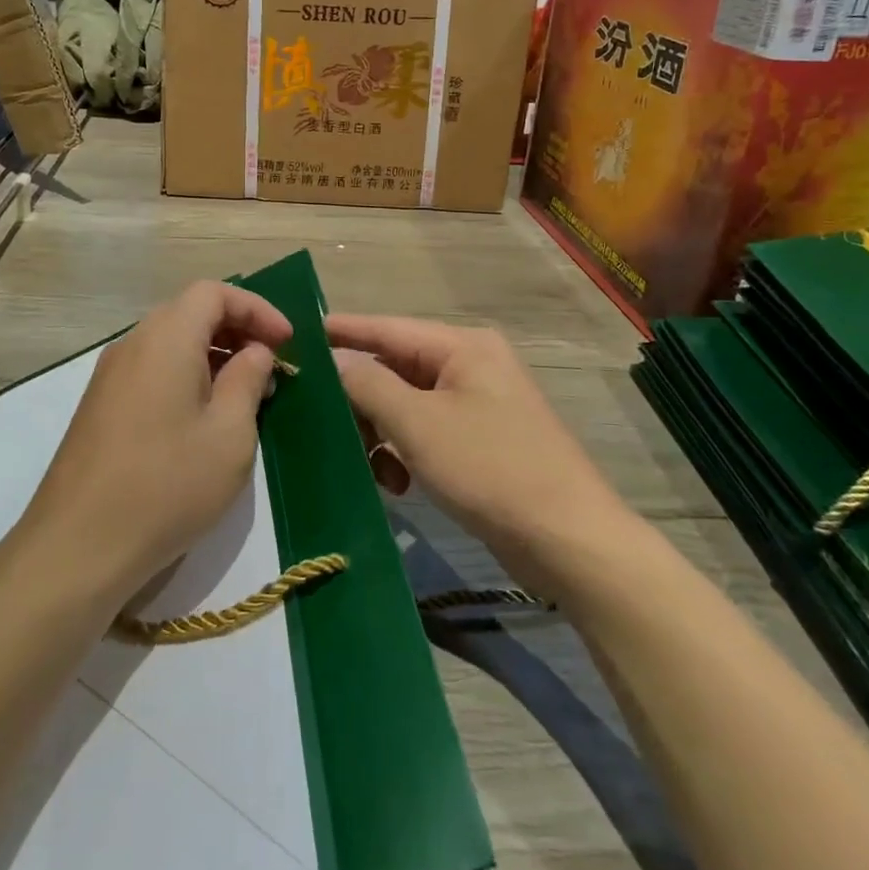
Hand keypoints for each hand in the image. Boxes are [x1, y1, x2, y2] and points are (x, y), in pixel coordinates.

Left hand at [24, 281, 293, 602]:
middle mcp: (133, 344)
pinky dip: (186, 376)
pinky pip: (152, 370)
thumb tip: (254, 352)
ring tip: (245, 394)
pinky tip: (204, 418)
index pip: (214, 292)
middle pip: (190, 312)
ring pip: (170, 342)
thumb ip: (248, 380)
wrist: (79, 545)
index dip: (256, 308)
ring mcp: (110, 376)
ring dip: (213, 355)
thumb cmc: (168, 484)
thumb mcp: (229, 434)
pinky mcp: (100, 406)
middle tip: (271, 366)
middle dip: (237, 330)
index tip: (287, 342)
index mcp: (166, 338)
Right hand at [326, 314, 631, 586]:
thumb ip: (369, 384)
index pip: (387, 327)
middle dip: (360, 398)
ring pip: (406, 404)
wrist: (570, 542)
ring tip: (366, 466)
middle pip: (395, 368)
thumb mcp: (419, 424)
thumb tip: (334, 359)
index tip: (298, 335)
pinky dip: (405, 451)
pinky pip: (426, 431)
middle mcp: (470, 364)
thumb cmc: (491, 470)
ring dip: (380, 432)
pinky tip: (397, 484)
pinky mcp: (480, 439)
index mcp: (462, 346)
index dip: (342, 331)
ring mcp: (478, 402)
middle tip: (324, 425)